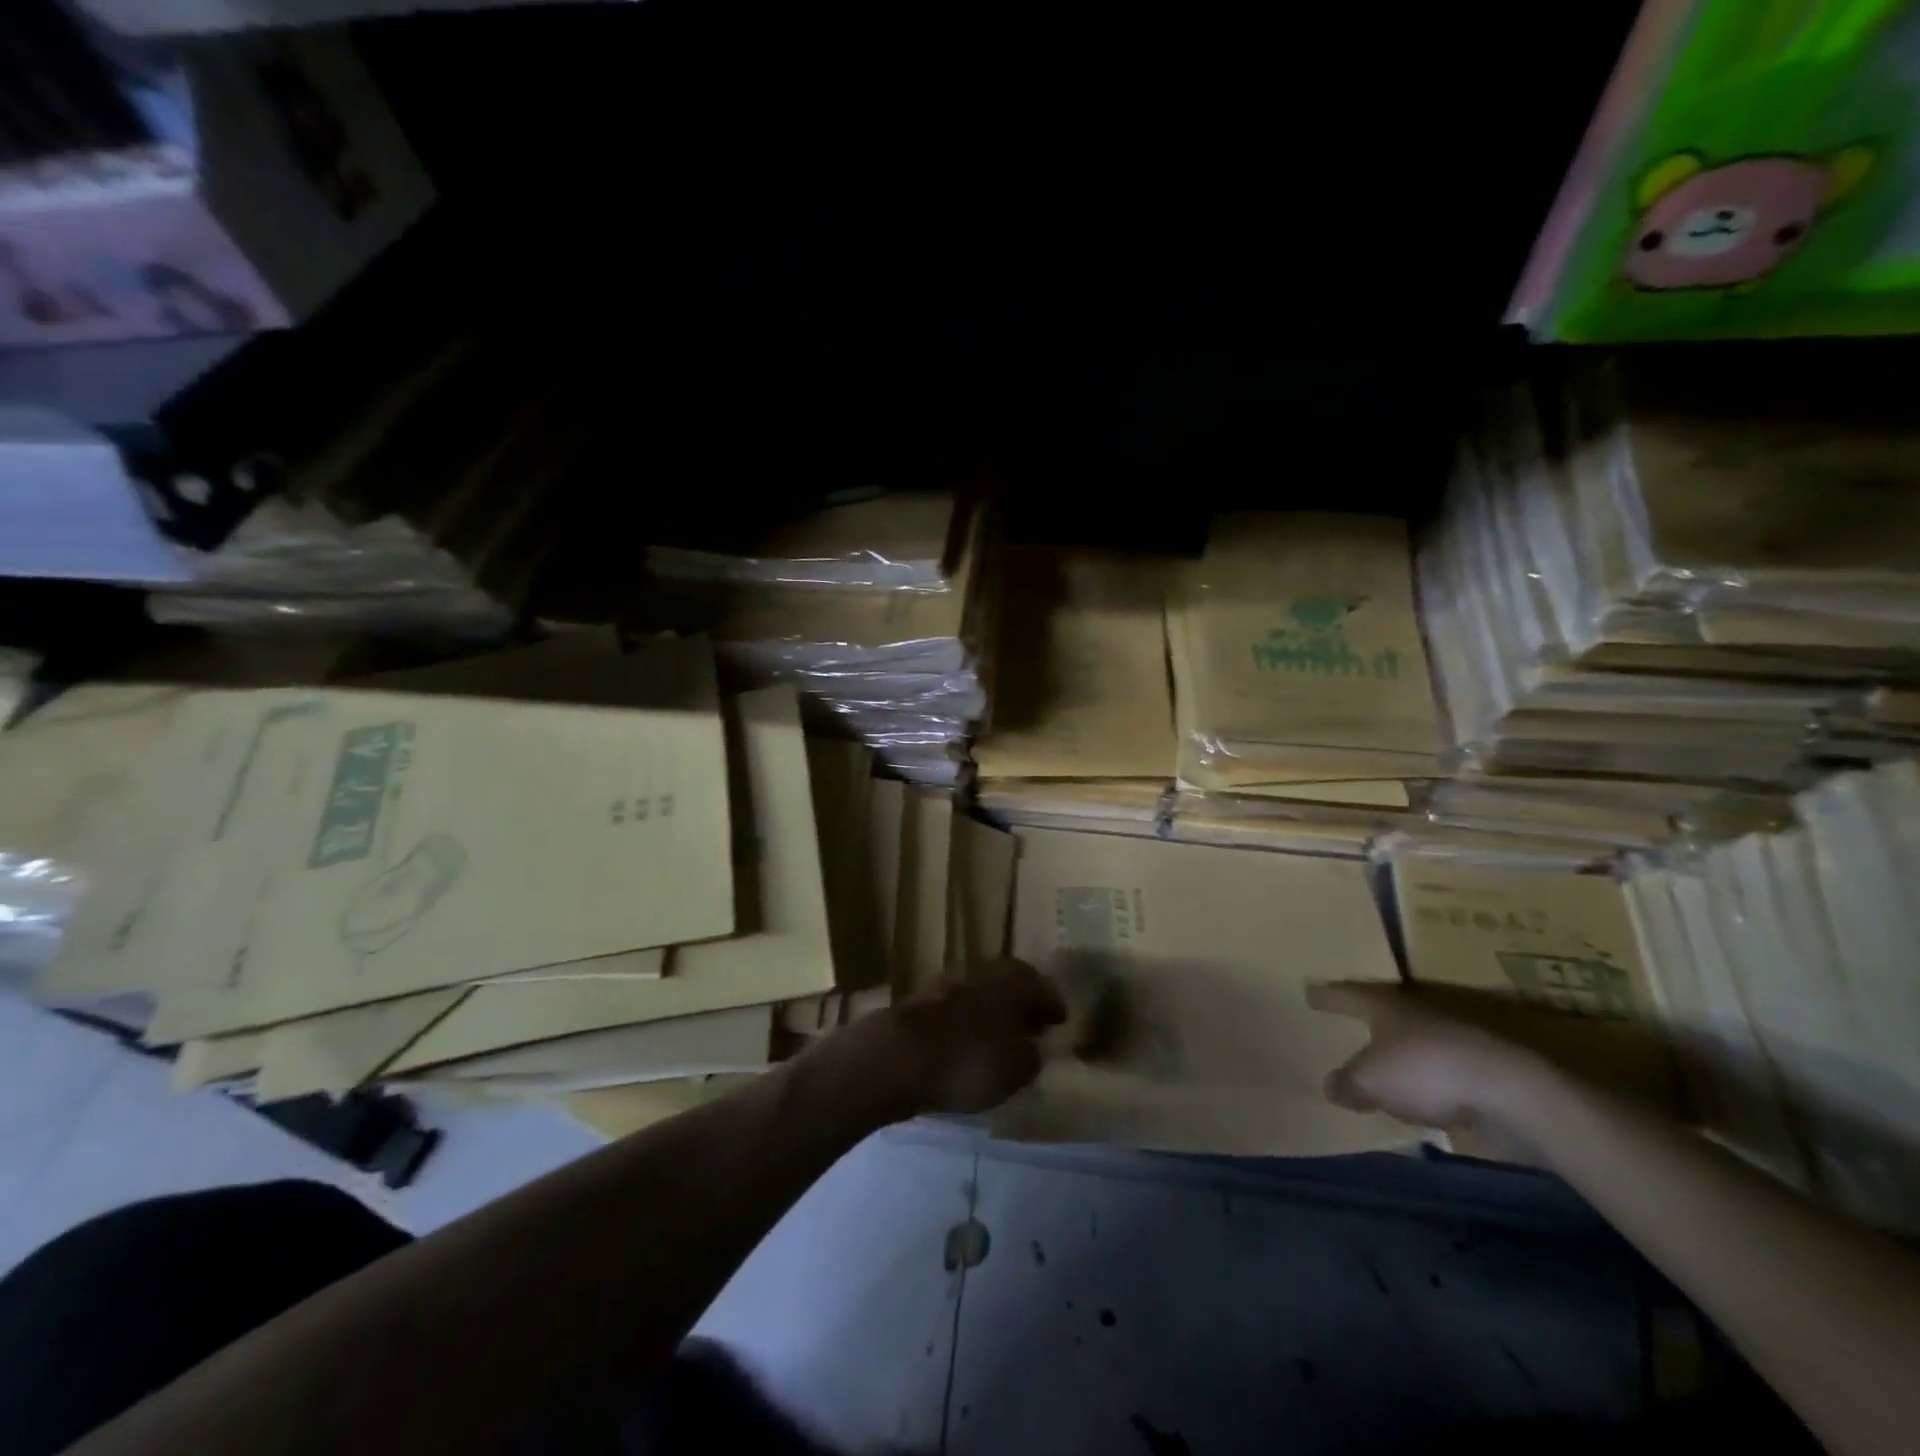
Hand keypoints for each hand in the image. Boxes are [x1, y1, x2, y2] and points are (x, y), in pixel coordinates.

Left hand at [876, 959, 1066, 1115]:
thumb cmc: (969, 1060)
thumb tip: (1031, 1048)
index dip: (1053, 1006)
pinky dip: (967, 1022)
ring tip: (998, 1038)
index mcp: (1014, 981)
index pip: (1043, 987)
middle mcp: (985, 972)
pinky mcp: (923, 1001)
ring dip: (992, 1011)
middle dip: (1022, 1003)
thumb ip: (1031, 1056)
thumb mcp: (1017, 1069)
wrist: (899, 1056)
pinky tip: (966, 1043)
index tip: (1059, 1022)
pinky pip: (957, 1008)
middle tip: (1030, 1026)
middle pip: (1010, 983)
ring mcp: (950, 982)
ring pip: (982, 993)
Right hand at [1306, 981, 1543, 1131]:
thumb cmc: (1425, 1070)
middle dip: (1365, 1020)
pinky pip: (1437, 1071)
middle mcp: (1415, 1012)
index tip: (1309, 993)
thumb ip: (1347, 1083)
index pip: (1346, 994)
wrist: (1510, 1090)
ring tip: (1378, 1066)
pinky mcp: (1478, 1069)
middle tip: (1344, 1023)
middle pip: (1382, 1012)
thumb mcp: (1370, 1081)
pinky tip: (1417, 1097)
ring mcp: (1451, 1038)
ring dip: (1397, 1053)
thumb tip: (1331, 1086)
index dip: (1326, 996)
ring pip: (1412, 1041)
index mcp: (1384, 1004)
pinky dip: (1424, 1081)